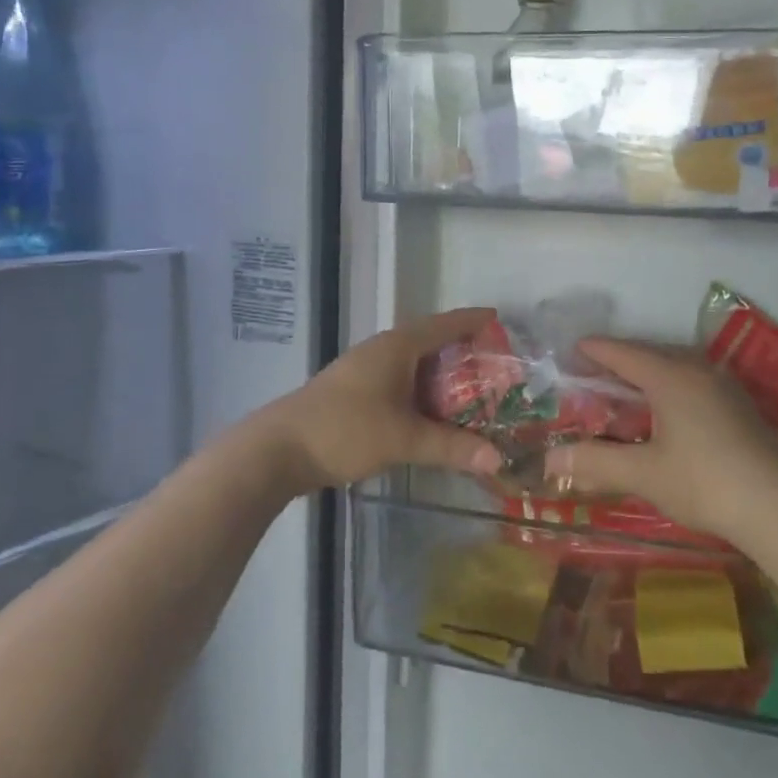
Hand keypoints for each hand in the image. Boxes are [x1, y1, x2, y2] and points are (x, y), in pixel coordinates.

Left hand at [261, 308, 504, 493]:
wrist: (278, 449)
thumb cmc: (345, 430)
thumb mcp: (404, 439)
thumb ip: (452, 447)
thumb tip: (498, 459)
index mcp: (397, 347)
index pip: (444, 324)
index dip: (472, 321)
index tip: (498, 319)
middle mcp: (382, 350)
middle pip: (430, 341)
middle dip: (461, 350)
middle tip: (494, 364)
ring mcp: (365, 370)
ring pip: (413, 364)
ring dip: (440, 374)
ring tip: (471, 389)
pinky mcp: (355, 391)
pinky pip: (400, 381)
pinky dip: (422, 390)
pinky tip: (431, 411)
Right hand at [545, 338, 777, 541]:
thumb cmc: (704, 482)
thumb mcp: (643, 473)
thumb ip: (595, 461)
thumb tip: (550, 460)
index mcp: (670, 376)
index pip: (622, 352)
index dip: (594, 350)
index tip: (570, 351)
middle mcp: (696, 369)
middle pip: (648, 354)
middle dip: (617, 361)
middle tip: (589, 374)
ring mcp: (722, 385)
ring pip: (673, 366)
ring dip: (645, 373)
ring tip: (622, 390)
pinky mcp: (738, 404)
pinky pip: (691, 380)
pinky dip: (668, 385)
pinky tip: (663, 410)